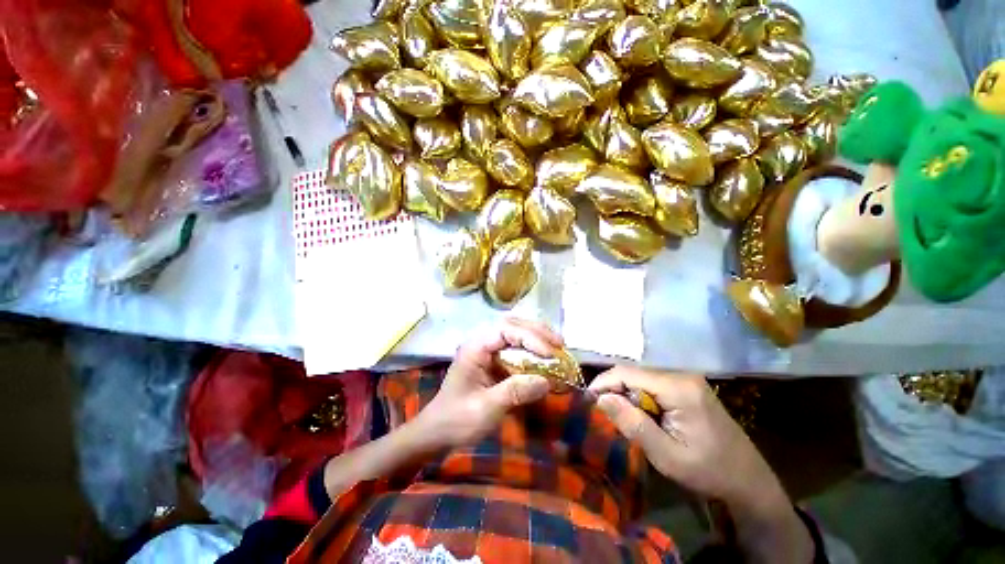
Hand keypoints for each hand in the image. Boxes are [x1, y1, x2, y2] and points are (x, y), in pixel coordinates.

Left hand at [415, 318, 559, 448]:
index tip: (550, 353)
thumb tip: (547, 381)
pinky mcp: (493, 359)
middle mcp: (481, 342)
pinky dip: (532, 348)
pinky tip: (544, 354)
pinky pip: (515, 346)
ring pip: (515, 332)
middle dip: (537, 332)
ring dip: (537, 336)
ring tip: (557, 345)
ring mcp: (487, 349)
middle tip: (560, 343)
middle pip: (512, 324)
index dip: (530, 337)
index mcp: (475, 347)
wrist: (438, 432)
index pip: (505, 330)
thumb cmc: (457, 420)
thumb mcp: (486, 409)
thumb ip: (515, 392)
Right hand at [589, 369, 813, 562]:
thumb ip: (633, 424)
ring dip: (625, 393)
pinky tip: (639, 414)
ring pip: (641, 377)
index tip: (587, 400)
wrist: (748, 479)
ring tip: (618, 415)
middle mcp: (681, 375)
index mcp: (678, 388)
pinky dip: (639, 396)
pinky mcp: (686, 386)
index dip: (603, 383)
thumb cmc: (708, 471)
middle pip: (633, 373)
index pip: (628, 373)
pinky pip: (652, 384)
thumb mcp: (667, 455)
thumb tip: (600, 398)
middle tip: (602, 412)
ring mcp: (685, 379)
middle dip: (614, 389)